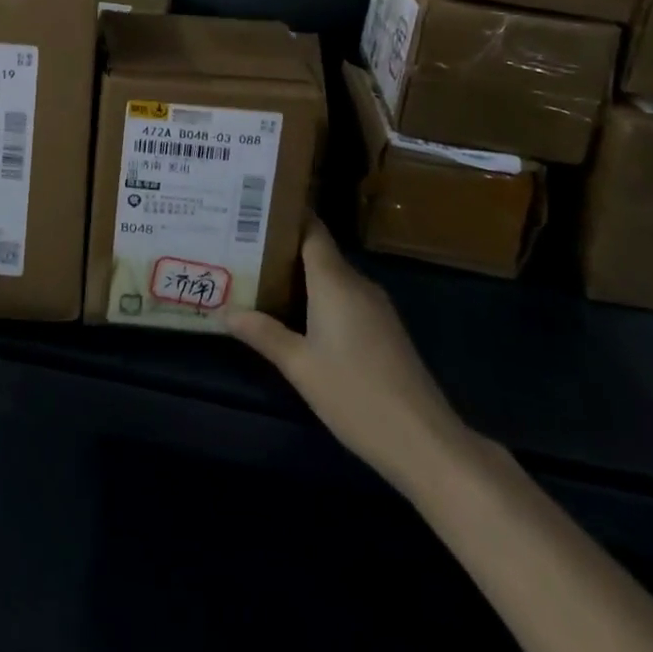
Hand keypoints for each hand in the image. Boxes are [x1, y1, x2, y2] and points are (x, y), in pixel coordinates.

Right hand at [225, 217, 467, 484]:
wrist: (427, 444)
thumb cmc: (356, 396)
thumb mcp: (300, 366)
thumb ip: (263, 334)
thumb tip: (225, 312)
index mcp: (335, 281)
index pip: (311, 229)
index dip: (285, 215)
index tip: (253, 207)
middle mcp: (357, 284)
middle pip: (318, 251)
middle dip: (283, 247)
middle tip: (242, 245)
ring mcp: (376, 308)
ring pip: (332, 277)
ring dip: (301, 275)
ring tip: (261, 275)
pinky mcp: (385, 331)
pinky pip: (345, 297)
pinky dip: (320, 297)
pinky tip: (298, 314)